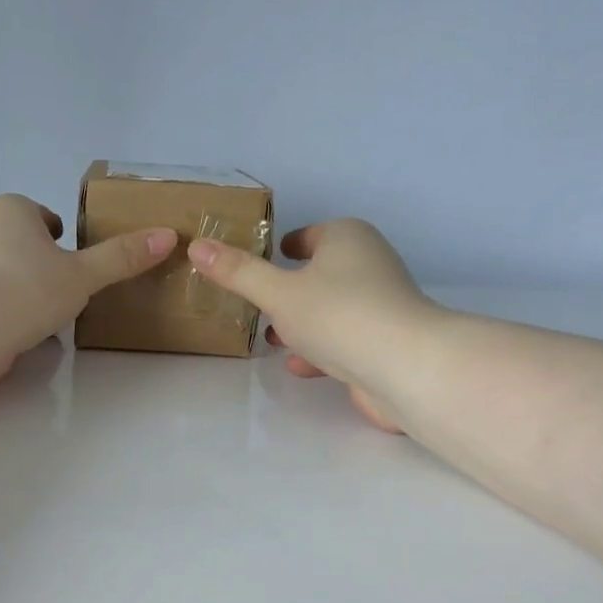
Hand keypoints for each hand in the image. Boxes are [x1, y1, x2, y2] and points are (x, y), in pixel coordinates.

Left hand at [0, 194, 176, 378]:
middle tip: (64, 290)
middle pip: (20, 243)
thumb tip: (168, 236)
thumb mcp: (84, 274)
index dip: (59, 234)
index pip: (41, 216)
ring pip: (1, 272)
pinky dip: (2, 312)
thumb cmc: (28, 288)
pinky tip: (18, 333)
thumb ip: (121, 258)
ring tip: (44, 317)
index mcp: (12, 210)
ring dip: (20, 289)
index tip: (73, 258)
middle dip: (39, 263)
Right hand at [187, 219, 435, 432]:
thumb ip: (238, 272)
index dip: (282, 248)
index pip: (309, 235)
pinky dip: (320, 351)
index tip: (257, 264)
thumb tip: (197, 246)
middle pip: (319, 274)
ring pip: (330, 311)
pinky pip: (342, 341)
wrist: (405, 367)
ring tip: (270, 340)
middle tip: (256, 306)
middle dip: (288, 292)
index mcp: (347, 239)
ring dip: (301, 324)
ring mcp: (380, 307)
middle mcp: (369, 265)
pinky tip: (298, 367)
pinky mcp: (384, 344)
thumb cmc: (338, 315)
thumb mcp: (277, 292)